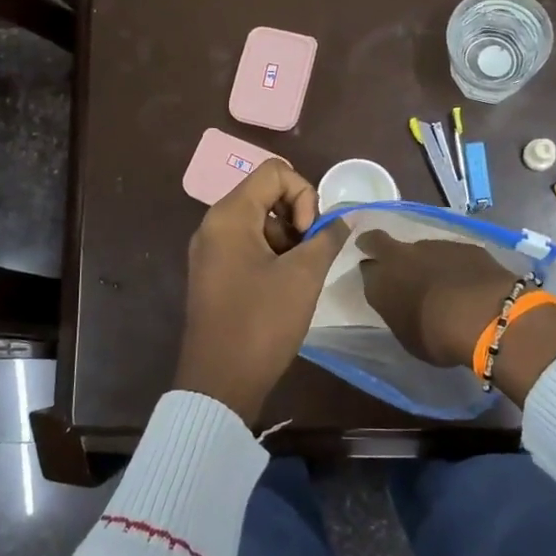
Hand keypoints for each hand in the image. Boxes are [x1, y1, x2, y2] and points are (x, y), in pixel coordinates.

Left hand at [174, 160, 350, 420]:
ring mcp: (210, 250)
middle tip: (310, 256)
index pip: (275, 172)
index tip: (309, 236)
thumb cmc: (261, 322)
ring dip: (287, 240)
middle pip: (265, 194)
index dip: (304, 195)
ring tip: (299, 277)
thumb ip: (327, 238)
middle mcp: (213, 224)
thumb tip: (345, 218)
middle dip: (297, 218)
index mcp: (229, 215)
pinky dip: (272, 256)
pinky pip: (247, 246)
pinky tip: (284, 288)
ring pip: (259, 222)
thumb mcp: (304, 276)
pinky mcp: (213, 273)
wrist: (219, 382)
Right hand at [357, 230, 555, 404]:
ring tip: (440, 281)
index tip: (376, 278)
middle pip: (378, 240)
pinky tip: (466, 281)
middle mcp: (400, 257)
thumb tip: (403, 304)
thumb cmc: (437, 337)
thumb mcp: (407, 335)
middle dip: (377, 244)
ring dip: (425, 260)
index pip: (365, 269)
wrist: (483, 315)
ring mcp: (433, 245)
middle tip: (386, 256)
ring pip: (419, 248)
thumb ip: (399, 312)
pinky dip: (454, 264)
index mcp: (380, 282)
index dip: (371, 272)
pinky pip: (451, 253)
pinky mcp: (463, 245)